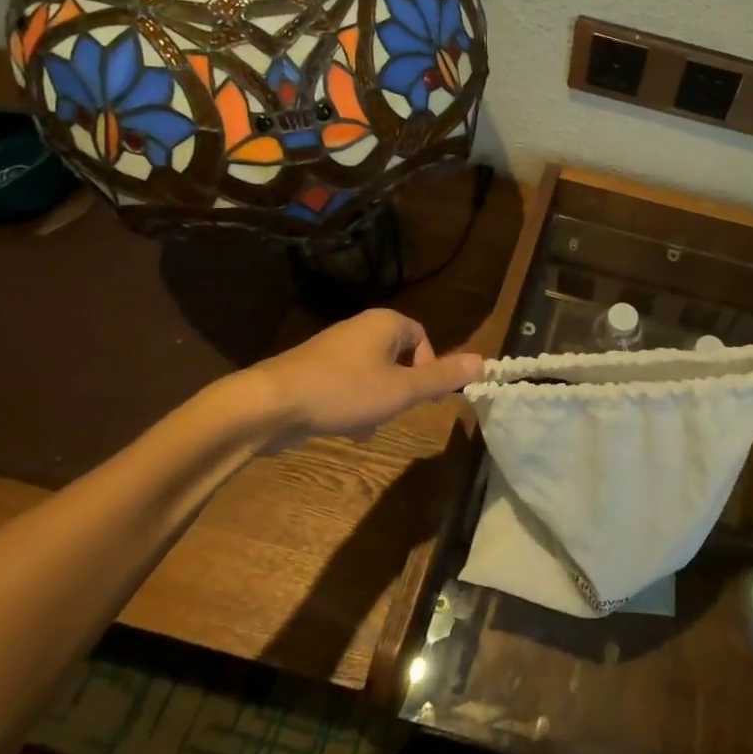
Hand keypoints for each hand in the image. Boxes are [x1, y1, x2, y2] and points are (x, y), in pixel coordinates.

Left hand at [234, 310, 482, 442]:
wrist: (269, 405)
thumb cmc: (344, 391)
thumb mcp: (402, 389)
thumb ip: (442, 378)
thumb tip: (483, 362)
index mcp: (385, 323)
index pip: (423, 338)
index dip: (429, 368)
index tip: (425, 397)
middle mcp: (360, 328)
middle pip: (399, 357)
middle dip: (402, 389)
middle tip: (397, 412)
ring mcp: (333, 350)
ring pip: (374, 375)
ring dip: (379, 402)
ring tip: (370, 426)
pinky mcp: (313, 371)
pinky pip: (349, 385)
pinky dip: (354, 406)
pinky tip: (348, 430)